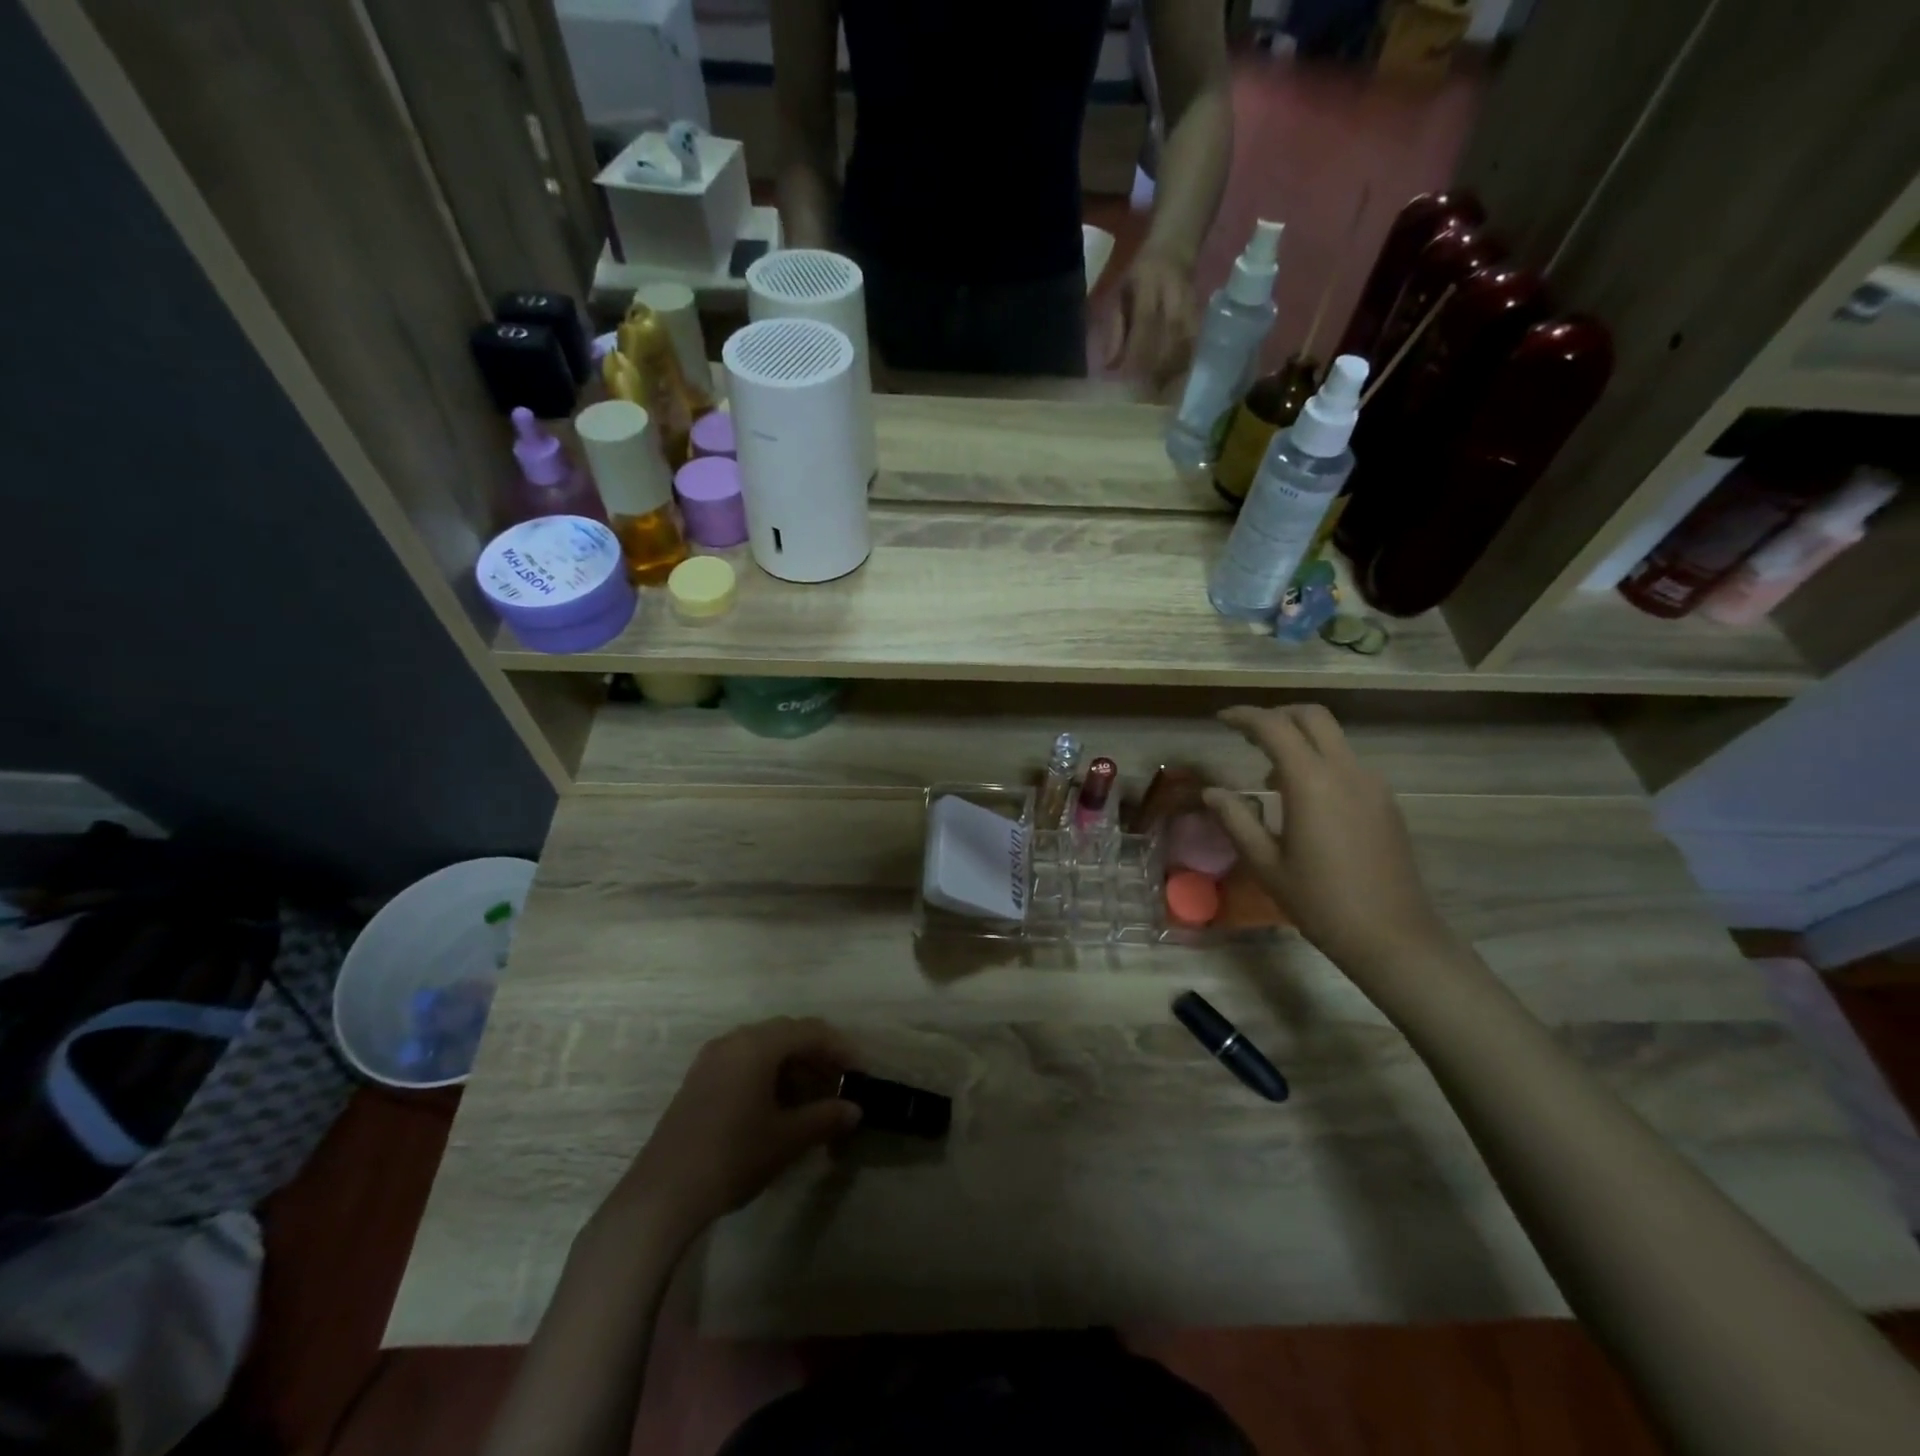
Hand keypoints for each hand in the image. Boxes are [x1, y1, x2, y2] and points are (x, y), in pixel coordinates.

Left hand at [608, 1018, 860, 1247]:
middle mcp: (734, 1040)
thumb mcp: (787, 1138)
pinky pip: (745, 1063)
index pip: (810, 1031)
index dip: (841, 1049)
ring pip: (765, 1049)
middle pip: (788, 1034)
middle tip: (841, 1085)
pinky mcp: (699, 1081)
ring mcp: (712, 1059)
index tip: (861, 1074)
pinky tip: (779, 1107)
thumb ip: (825, 1117)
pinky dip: (770, 1076)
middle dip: (818, 1056)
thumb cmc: (732, 1156)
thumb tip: (855, 1109)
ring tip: (814, 1099)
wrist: (662, 1195)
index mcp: (757, 1044)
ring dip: (794, 1067)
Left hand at [1105, 247, 1198, 391]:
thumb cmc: (1139, 277)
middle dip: (1154, 372)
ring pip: (1183, 347)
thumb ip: (1115, 330)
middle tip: (1141, 398)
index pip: (1145, 325)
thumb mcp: (1118, 296)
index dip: (1136, 355)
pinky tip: (1172, 383)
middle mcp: (1174, 297)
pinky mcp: (1202, 317)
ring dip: (1169, 374)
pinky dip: (1182, 367)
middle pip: (1168, 341)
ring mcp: (1192, 307)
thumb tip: (1109, 367)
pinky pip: (1193, 348)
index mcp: (1149, 286)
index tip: (1126, 382)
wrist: (1174, 249)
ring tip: (1155, 396)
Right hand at [1202, 706, 1454, 979]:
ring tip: (1269, 773)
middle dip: (1277, 715)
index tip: (1221, 720)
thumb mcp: (1266, 864)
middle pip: (1312, 717)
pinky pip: (1347, 763)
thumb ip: (1236, 820)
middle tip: (1247, 734)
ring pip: (1333, 738)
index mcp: (1311, 782)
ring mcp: (1372, 784)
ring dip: (1299, 739)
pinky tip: (1303, 798)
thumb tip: (1211, 792)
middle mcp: (1346, 771)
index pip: (1274, 727)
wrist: (1393, 936)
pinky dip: (1319, 761)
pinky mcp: (1385, 801)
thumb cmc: (1321, 902)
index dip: (1244, 717)